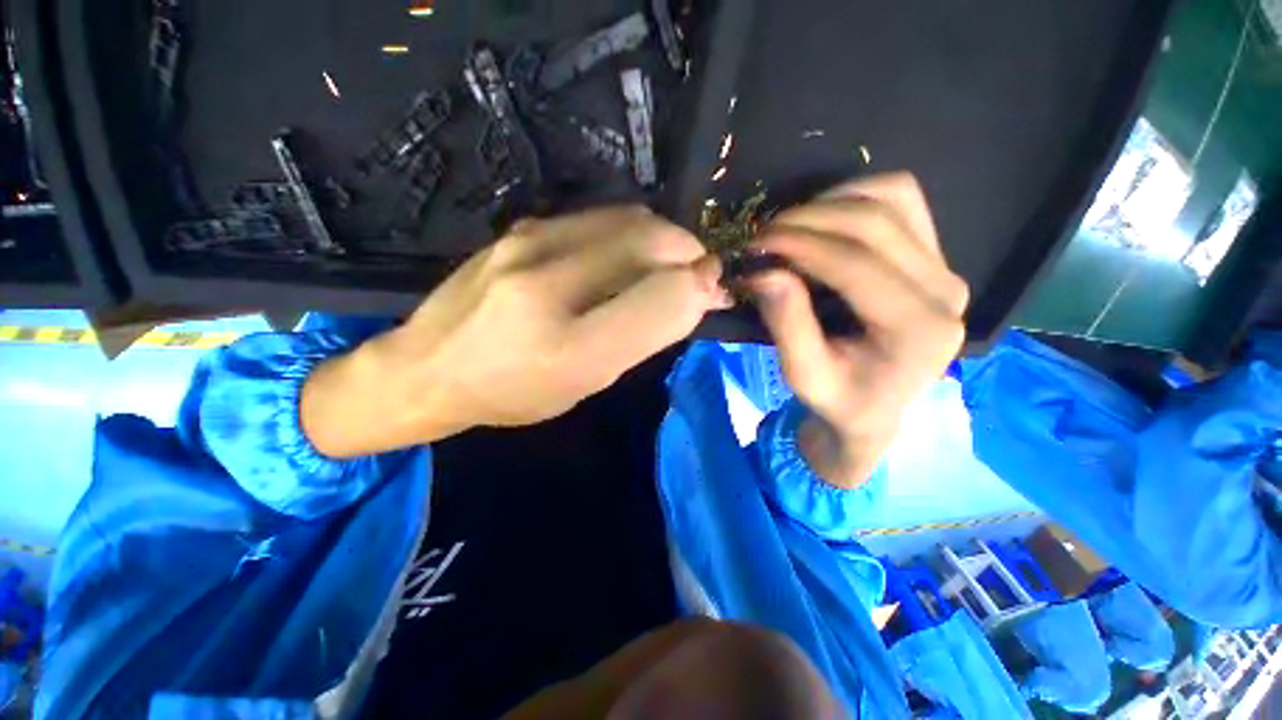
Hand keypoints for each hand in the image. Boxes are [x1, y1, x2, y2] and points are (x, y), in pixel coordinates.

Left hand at [302, 206, 730, 457]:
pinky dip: (630, 232)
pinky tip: (627, 255)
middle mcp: (549, 285)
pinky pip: (599, 218)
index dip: (700, 289)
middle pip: (651, 241)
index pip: (662, 298)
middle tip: (696, 273)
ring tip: (666, 263)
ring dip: (663, 238)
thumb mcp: (587, 383)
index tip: (713, 291)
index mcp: (570, 348)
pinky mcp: (521, 228)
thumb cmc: (514, 393)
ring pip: (629, 219)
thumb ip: (641, 337)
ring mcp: (530, 244)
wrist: (429, 368)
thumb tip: (692, 295)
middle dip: (689, 253)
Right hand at [748, 173, 968, 488]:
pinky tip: (822, 220)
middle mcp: (944, 290)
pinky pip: (902, 201)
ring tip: (790, 227)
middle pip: (877, 222)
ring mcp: (945, 267)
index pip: (856, 264)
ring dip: (832, 202)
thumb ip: (787, 324)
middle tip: (764, 235)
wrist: (876, 409)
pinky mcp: (934, 256)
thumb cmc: (839, 400)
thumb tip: (763, 271)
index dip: (800, 245)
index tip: (755, 243)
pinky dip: (856, 198)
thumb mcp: (803, 375)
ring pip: (894, 198)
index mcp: (919, 329)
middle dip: (810, 219)